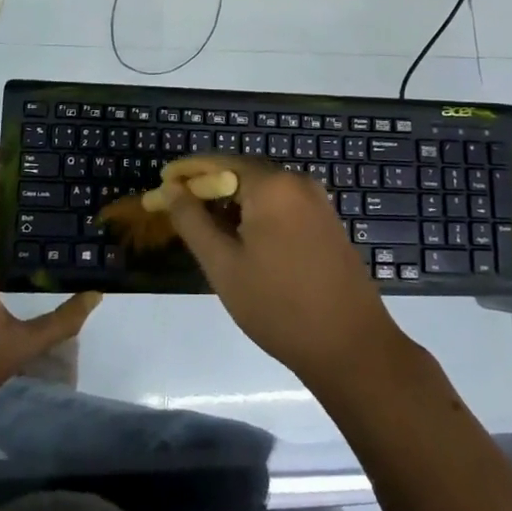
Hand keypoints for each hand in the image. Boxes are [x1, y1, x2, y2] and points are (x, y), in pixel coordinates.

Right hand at [158, 155, 409, 395]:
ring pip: (262, 192)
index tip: (160, 186)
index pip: (218, 163)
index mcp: (272, 185)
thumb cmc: (278, 305)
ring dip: (231, 203)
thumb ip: (192, 221)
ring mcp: (317, 202)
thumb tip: (170, 189)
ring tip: (203, 229)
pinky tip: (241, 240)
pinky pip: (282, 206)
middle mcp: (297, 182)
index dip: (186, 173)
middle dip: (207, 189)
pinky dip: (256, 215)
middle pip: (241, 173)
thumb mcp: (223, 265)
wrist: (351, 347)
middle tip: (176, 210)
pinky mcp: (327, 223)